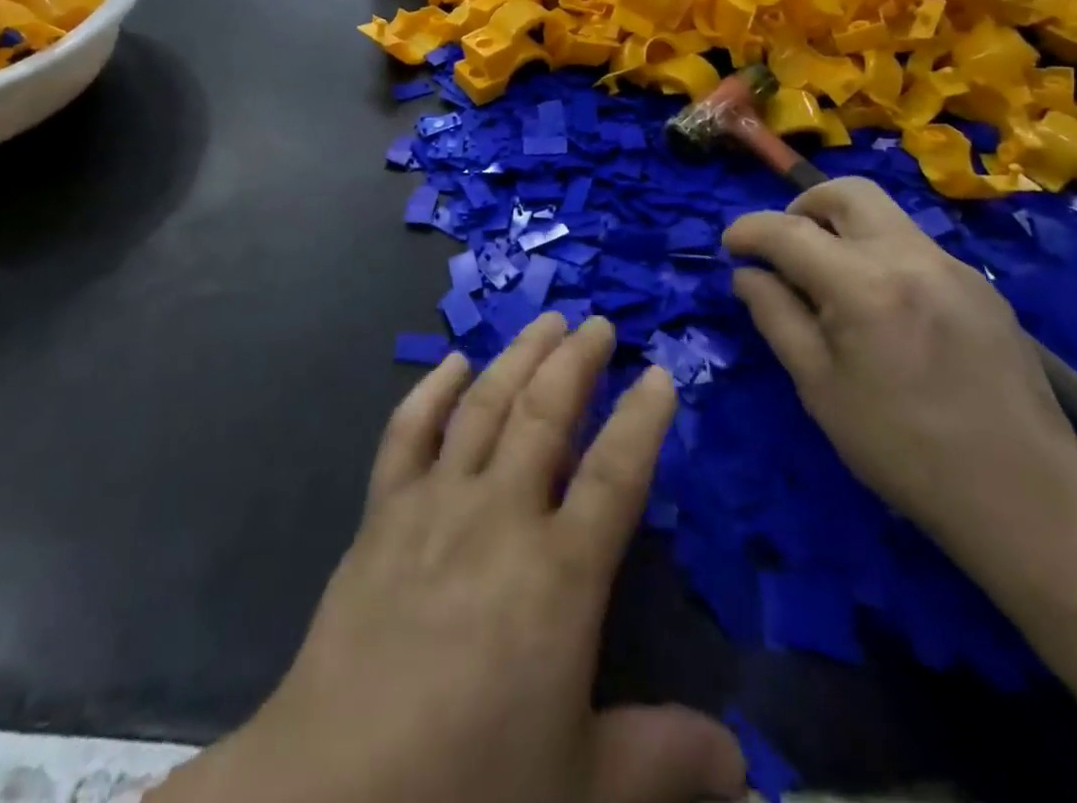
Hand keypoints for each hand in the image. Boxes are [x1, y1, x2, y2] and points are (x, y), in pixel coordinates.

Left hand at [163, 313, 745, 802]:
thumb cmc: (469, 787)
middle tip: (596, 323)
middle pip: (546, 414)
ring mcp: (435, 503)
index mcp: (559, 574)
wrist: (332, 795)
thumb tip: (744, 768)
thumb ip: (661, 760)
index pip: (616, 473)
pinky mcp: (382, 513)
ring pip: (485, 406)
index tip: (660, 372)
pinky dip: (432, 391)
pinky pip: (408, 432)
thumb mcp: (582, 785)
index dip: (643, 419)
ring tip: (545, 322)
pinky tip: (452, 363)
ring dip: (518, 356)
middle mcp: (501, 515)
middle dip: (577, 361)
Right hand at [724, 179, 1076, 562]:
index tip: (730, 245)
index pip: (788, 230)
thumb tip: (747, 274)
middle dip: (803, 207)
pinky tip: (884, 312)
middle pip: (847, 192)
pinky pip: (916, 248)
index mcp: (863, 285)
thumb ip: (776, 317)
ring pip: (885, 216)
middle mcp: (911, 257)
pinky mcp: (983, 288)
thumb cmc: (903, 450)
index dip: (749, 230)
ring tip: (830, 283)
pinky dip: (881, 257)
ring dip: (844, 230)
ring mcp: (955, 268)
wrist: (1027, 498)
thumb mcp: (819, 387)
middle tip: (785, 248)